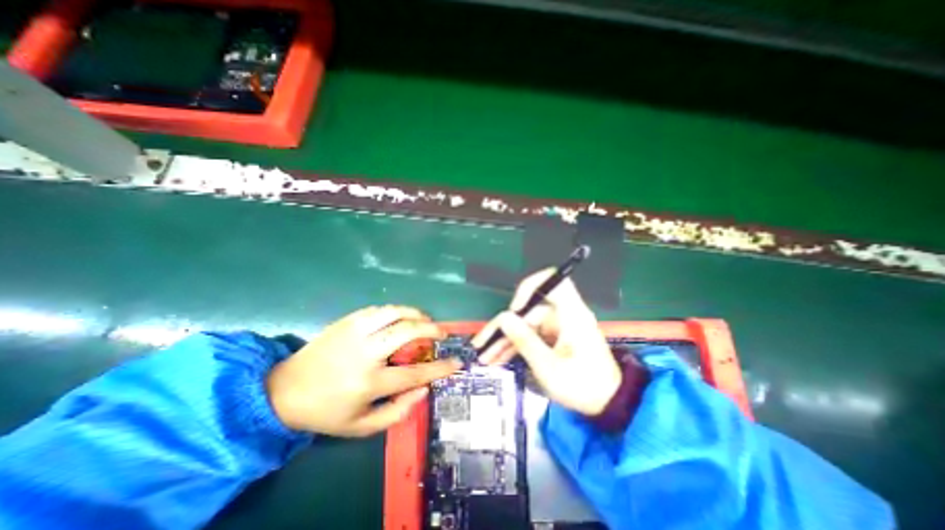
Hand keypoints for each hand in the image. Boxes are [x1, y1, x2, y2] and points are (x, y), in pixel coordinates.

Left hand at [265, 304, 461, 436]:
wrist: (283, 390)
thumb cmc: (325, 411)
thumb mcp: (361, 426)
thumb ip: (396, 412)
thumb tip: (423, 390)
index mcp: (369, 382)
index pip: (415, 374)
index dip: (440, 368)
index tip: (457, 362)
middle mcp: (365, 353)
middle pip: (407, 332)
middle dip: (431, 329)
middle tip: (441, 332)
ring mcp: (355, 332)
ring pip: (394, 312)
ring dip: (415, 313)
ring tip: (425, 319)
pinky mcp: (347, 321)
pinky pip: (378, 310)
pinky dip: (395, 311)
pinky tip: (400, 317)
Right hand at [470, 271, 620, 414]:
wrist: (608, 405)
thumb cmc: (583, 385)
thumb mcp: (549, 366)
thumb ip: (525, 340)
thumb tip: (503, 318)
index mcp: (571, 314)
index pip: (554, 282)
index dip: (531, 287)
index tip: (515, 307)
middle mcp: (563, 315)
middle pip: (529, 310)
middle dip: (505, 327)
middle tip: (484, 345)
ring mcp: (558, 327)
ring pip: (527, 324)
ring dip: (507, 339)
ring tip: (487, 356)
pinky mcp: (555, 338)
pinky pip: (532, 335)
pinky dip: (517, 345)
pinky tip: (500, 357)